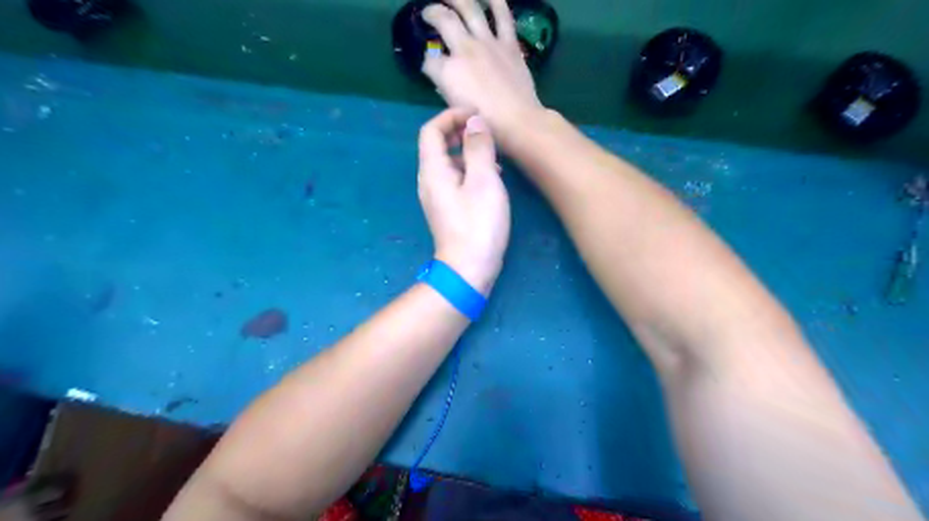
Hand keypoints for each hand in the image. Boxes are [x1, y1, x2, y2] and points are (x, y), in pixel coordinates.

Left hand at [418, 108, 511, 294]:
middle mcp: (429, 180)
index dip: (452, 116)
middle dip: (460, 132)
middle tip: (485, 132)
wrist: (468, 268)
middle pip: (437, 145)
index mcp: (433, 169)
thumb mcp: (484, 180)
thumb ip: (478, 147)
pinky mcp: (446, 210)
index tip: (477, 116)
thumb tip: (474, 122)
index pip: (432, 130)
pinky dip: (469, 170)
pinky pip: (454, 180)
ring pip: (447, 163)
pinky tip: (491, 179)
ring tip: (493, 155)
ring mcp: (436, 197)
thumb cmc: (478, 223)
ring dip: (467, 152)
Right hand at [424, 0, 546, 137]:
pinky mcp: (508, 43)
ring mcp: (487, 43)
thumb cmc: (483, 122)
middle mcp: (464, 50)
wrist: (517, 121)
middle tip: (428, 13)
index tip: (429, 65)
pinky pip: (502, 16)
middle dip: (432, 13)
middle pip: (443, 21)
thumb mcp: (455, 108)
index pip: (429, 60)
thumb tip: (444, 79)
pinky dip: (496, 2)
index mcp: (448, 71)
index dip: (427, 62)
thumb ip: (447, 89)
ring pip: (469, 8)